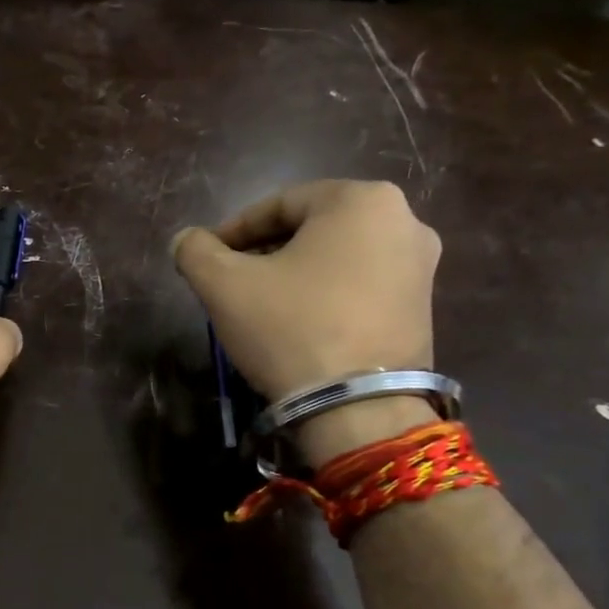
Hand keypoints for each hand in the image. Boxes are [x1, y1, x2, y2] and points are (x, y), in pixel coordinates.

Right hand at [172, 180, 441, 463]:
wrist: (357, 408)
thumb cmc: (290, 329)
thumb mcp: (224, 286)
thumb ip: (196, 251)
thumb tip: (185, 240)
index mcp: (361, 199)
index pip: (279, 204)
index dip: (234, 230)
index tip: (207, 257)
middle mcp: (404, 220)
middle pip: (313, 228)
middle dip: (266, 252)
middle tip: (232, 281)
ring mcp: (421, 267)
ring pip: (338, 258)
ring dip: (295, 274)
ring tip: (261, 306)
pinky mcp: (423, 308)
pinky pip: (362, 287)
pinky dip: (327, 296)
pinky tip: (299, 325)